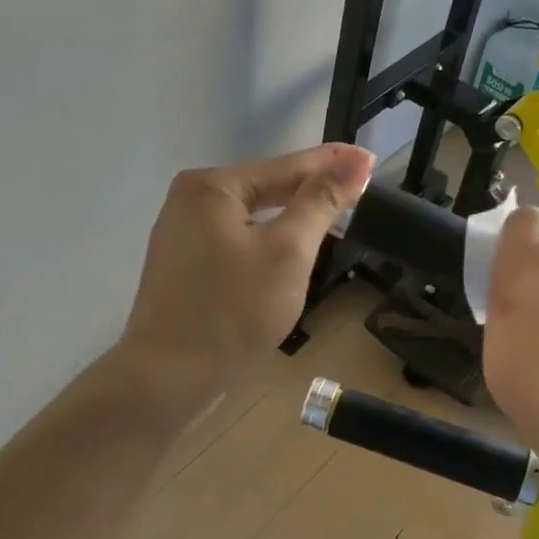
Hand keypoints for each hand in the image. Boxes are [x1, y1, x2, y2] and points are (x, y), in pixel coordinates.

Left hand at [116, 144, 375, 411]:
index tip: (372, 158)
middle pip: (265, 188)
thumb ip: (320, 202)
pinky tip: (288, 253)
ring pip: (251, 218)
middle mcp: (189, 201)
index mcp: (211, 187)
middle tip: (358, 191)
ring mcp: (181, 235)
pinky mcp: (183, 267)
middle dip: (310, 191)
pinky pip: (235, 242)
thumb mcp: (287, 253)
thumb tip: (355, 160)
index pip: (287, 166)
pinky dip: (265, 243)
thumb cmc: (233, 313)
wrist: (167, 380)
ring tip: (332, 218)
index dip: (334, 164)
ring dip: (290, 219)